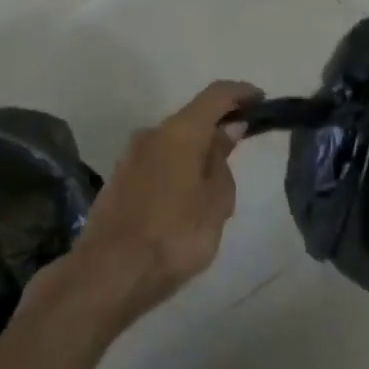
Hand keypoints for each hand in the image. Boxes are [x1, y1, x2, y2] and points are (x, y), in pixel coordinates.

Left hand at [67, 80, 262, 325]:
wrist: (107, 276)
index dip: (241, 93)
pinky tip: (186, 203)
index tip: (261, 100)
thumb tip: (227, 130)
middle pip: (192, 119)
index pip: (216, 95)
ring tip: (215, 189)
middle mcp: (151, 134)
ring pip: (173, 144)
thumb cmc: (174, 235)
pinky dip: (178, 170)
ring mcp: (130, 158)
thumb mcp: (216, 201)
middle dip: (218, 129)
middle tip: (240, 154)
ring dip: (196, 154)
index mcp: (180, 132)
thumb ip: (222, 161)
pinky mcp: (118, 182)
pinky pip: (158, 164)